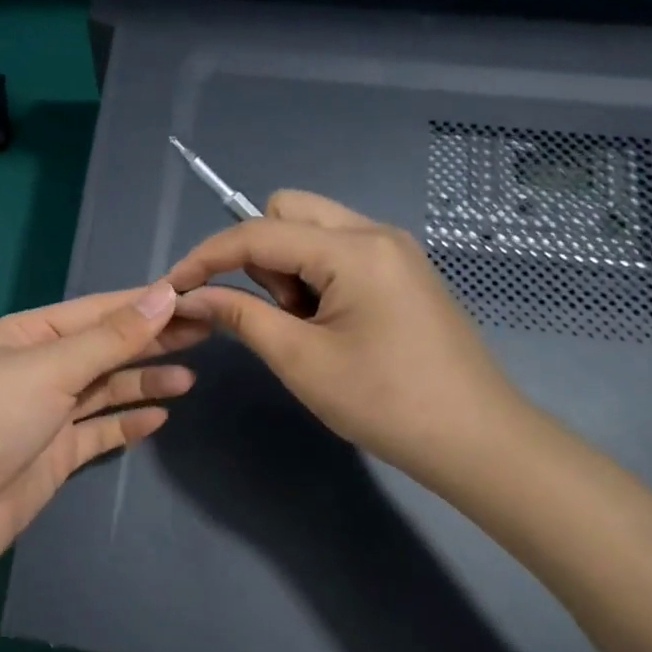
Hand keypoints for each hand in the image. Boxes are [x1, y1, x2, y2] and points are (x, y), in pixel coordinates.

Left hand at [0, 283, 202, 572]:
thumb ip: (112, 337)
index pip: (97, 310)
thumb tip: (165, 293)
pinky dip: (127, 421)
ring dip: (144, 381)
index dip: (144, 303)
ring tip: (189, 377)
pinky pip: (100, 430)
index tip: (195, 296)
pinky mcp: (56, 452)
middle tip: (208, 332)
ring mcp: (47, 412)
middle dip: (151, 340)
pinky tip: (160, 416)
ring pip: (106, 388)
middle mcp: (38, 368)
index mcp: (28, 335)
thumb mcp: (52, 368)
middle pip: (105, 347)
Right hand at [166, 190, 530, 496]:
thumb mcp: (300, 360)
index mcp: (353, 249)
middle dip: (258, 252)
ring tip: (304, 326)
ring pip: (312, 229)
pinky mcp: (402, 270)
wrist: (478, 441)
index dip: (207, 256)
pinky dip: (314, 276)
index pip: (258, 232)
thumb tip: (190, 296)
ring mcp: (394, 249)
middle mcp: (375, 232)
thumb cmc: (385, 403)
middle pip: (288, 210)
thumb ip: (240, 315)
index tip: (174, 285)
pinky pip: (338, 251)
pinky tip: (328, 324)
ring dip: (288, 266)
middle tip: (271, 310)